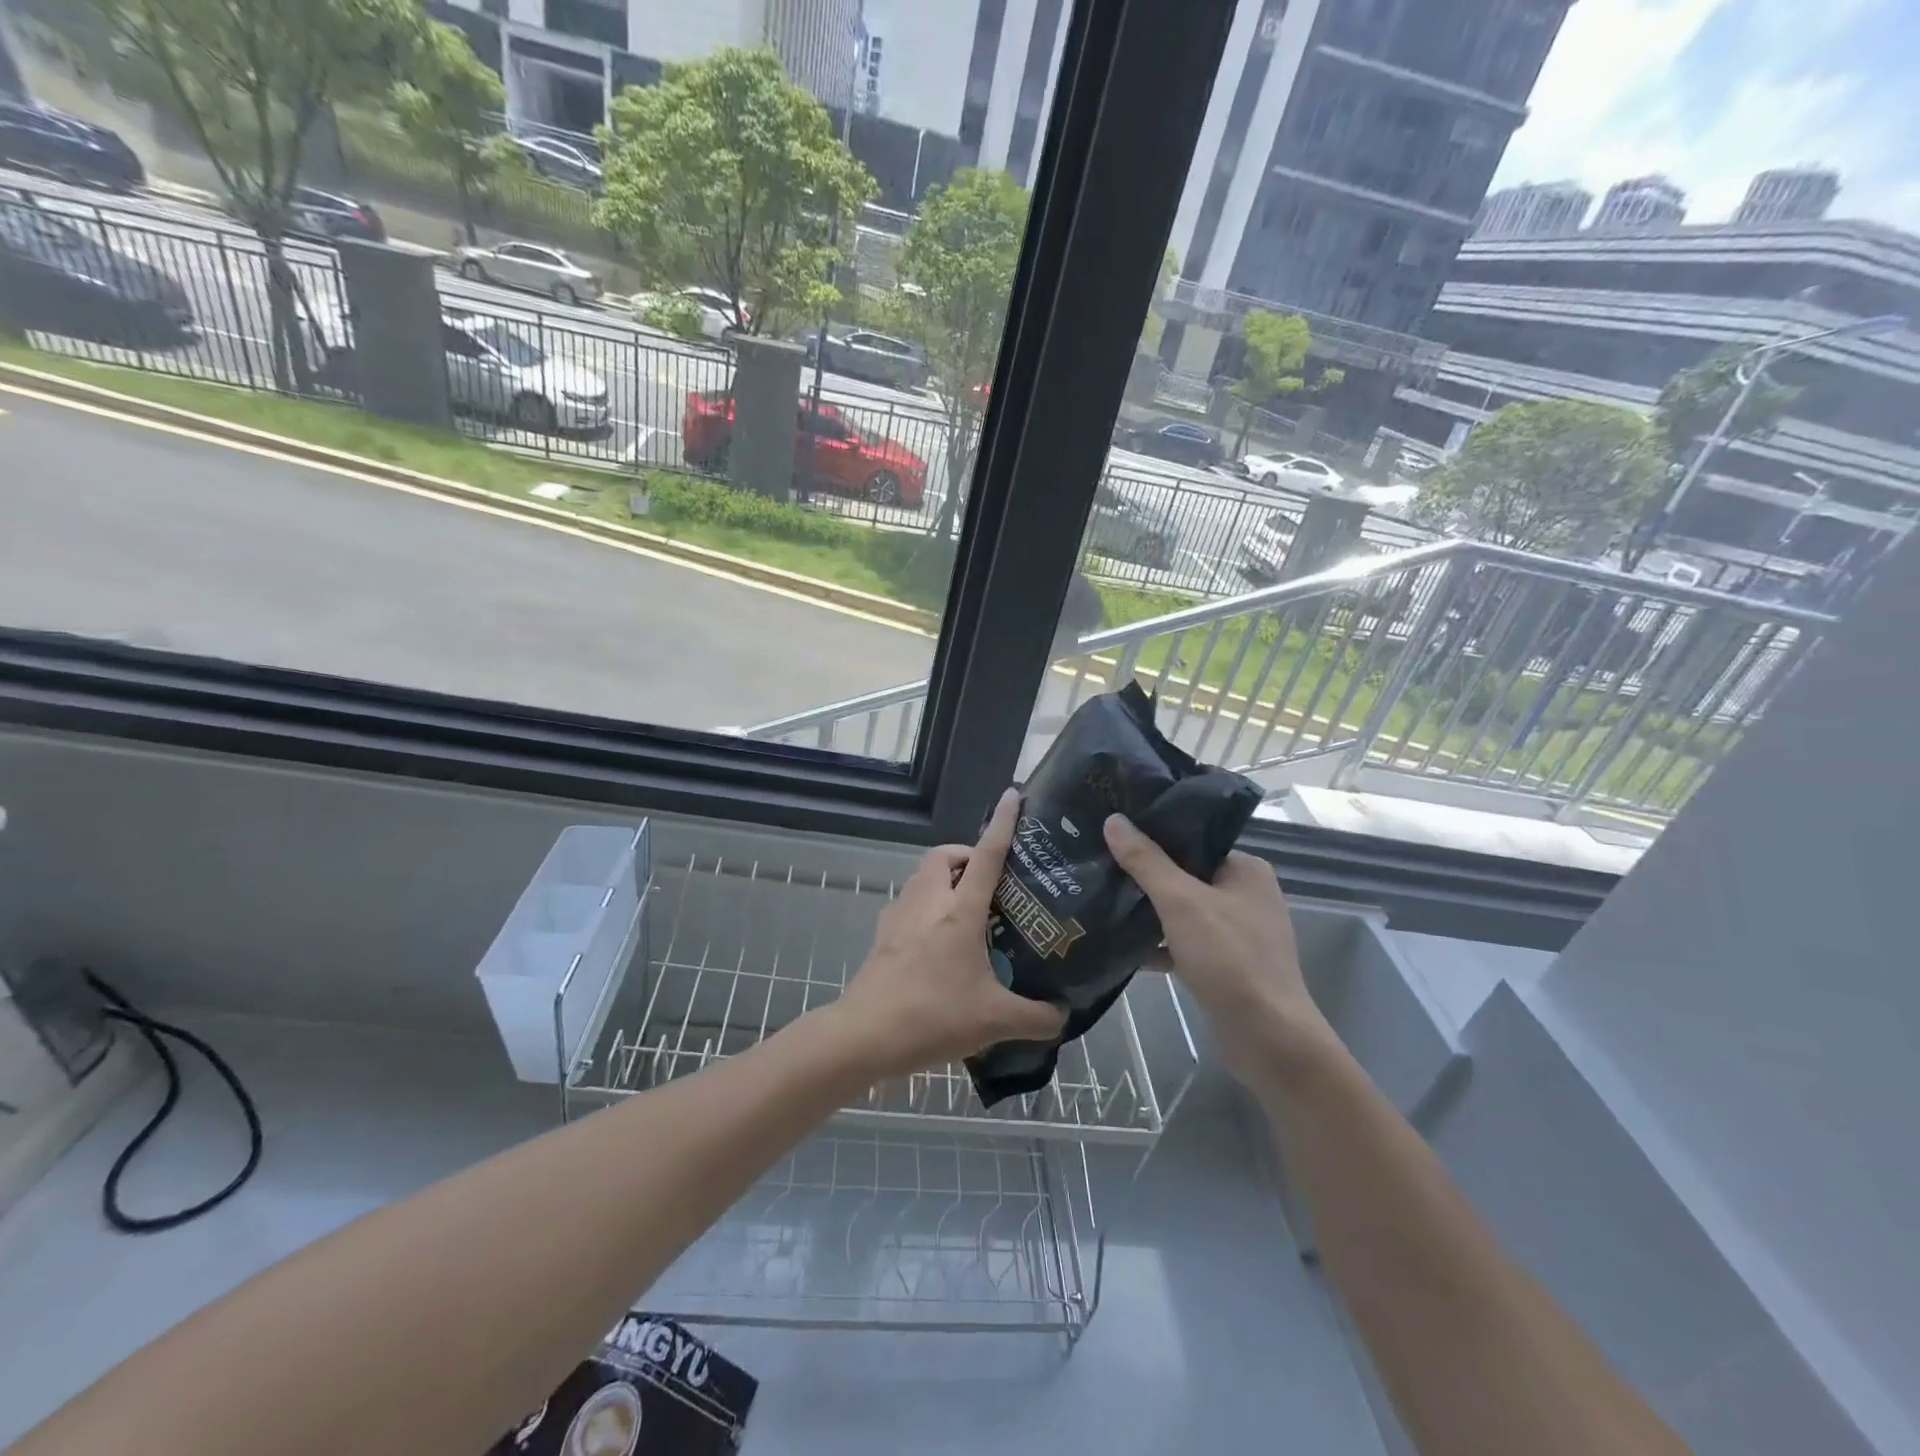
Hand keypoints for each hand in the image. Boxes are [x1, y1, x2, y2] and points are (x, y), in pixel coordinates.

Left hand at [836, 789, 1067, 1078]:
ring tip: (970, 912)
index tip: (1014, 795)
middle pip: (944, 855)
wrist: (865, 1034)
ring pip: (923, 877)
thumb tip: (1063, 1014)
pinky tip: (940, 943)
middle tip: (990, 882)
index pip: (987, 854)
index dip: (1003, 823)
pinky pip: (910, 904)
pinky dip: (928, 907)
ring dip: (946, 880)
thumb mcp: (995, 1021)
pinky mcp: (884, 935)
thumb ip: (1036, 1017)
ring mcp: (900, 916)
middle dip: (967, 855)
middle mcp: (928, 902)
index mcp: (959, 911)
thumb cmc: (933, 1016)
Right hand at [1103, 815, 1336, 1087]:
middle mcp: (1245, 895)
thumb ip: (1145, 861)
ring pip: (1182, 911)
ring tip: (1103, 902)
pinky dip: (1159, 945)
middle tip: (1100, 866)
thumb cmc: (1230, 959)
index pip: (1192, 840)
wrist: (1268, 1040)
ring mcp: (1237, 933)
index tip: (1112, 833)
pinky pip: (1185, 943)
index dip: (1153, 836)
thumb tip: (1113, 819)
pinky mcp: (1226, 966)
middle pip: (1184, 875)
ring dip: (1148, 912)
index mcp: (1245, 869)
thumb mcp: (1181, 902)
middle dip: (1144, 876)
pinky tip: (1124, 948)